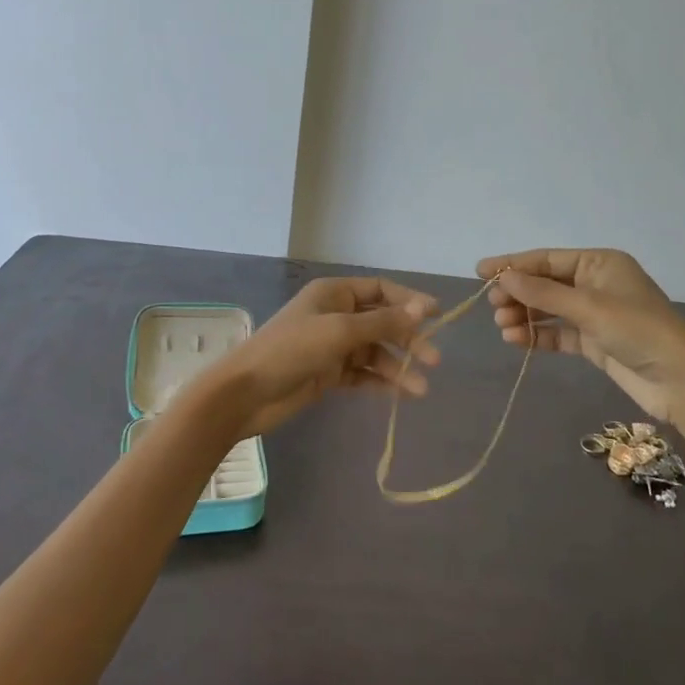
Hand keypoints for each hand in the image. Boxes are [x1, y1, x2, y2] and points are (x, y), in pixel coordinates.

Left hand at [202, 277, 441, 436]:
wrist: (246, 393)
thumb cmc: (291, 350)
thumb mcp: (340, 331)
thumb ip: (383, 322)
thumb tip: (423, 308)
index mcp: (334, 293)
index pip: (380, 290)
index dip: (409, 301)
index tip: (437, 316)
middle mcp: (335, 314)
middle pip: (382, 322)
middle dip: (408, 339)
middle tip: (433, 360)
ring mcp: (331, 345)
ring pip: (375, 351)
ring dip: (397, 366)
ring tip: (420, 389)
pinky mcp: (328, 374)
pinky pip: (362, 373)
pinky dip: (381, 382)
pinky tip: (401, 394)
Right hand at [477, 248, 684, 423]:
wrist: (681, 381)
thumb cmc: (638, 331)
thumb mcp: (588, 307)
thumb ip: (543, 292)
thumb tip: (503, 277)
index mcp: (599, 263)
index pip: (547, 259)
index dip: (513, 264)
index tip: (480, 272)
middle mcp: (596, 283)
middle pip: (546, 283)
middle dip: (518, 293)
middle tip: (492, 305)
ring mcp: (595, 314)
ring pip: (549, 309)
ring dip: (525, 316)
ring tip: (503, 326)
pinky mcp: (595, 342)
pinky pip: (558, 333)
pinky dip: (538, 336)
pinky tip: (517, 341)